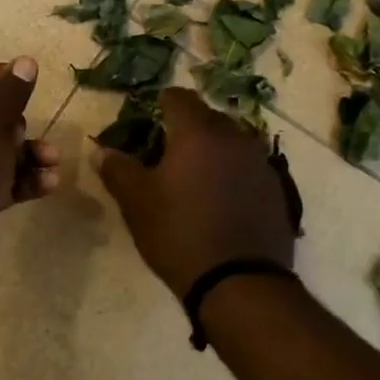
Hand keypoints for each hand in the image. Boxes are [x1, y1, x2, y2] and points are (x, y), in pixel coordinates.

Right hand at [96, 88, 295, 299]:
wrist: (239, 282)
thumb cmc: (179, 234)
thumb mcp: (137, 203)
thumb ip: (117, 170)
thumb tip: (102, 151)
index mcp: (198, 133)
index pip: (178, 97)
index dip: (160, 104)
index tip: (147, 122)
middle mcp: (235, 138)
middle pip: (207, 118)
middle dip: (186, 129)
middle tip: (165, 154)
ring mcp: (261, 163)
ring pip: (231, 143)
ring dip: (211, 152)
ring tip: (193, 179)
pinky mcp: (277, 190)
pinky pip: (248, 168)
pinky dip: (231, 174)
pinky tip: (220, 202)